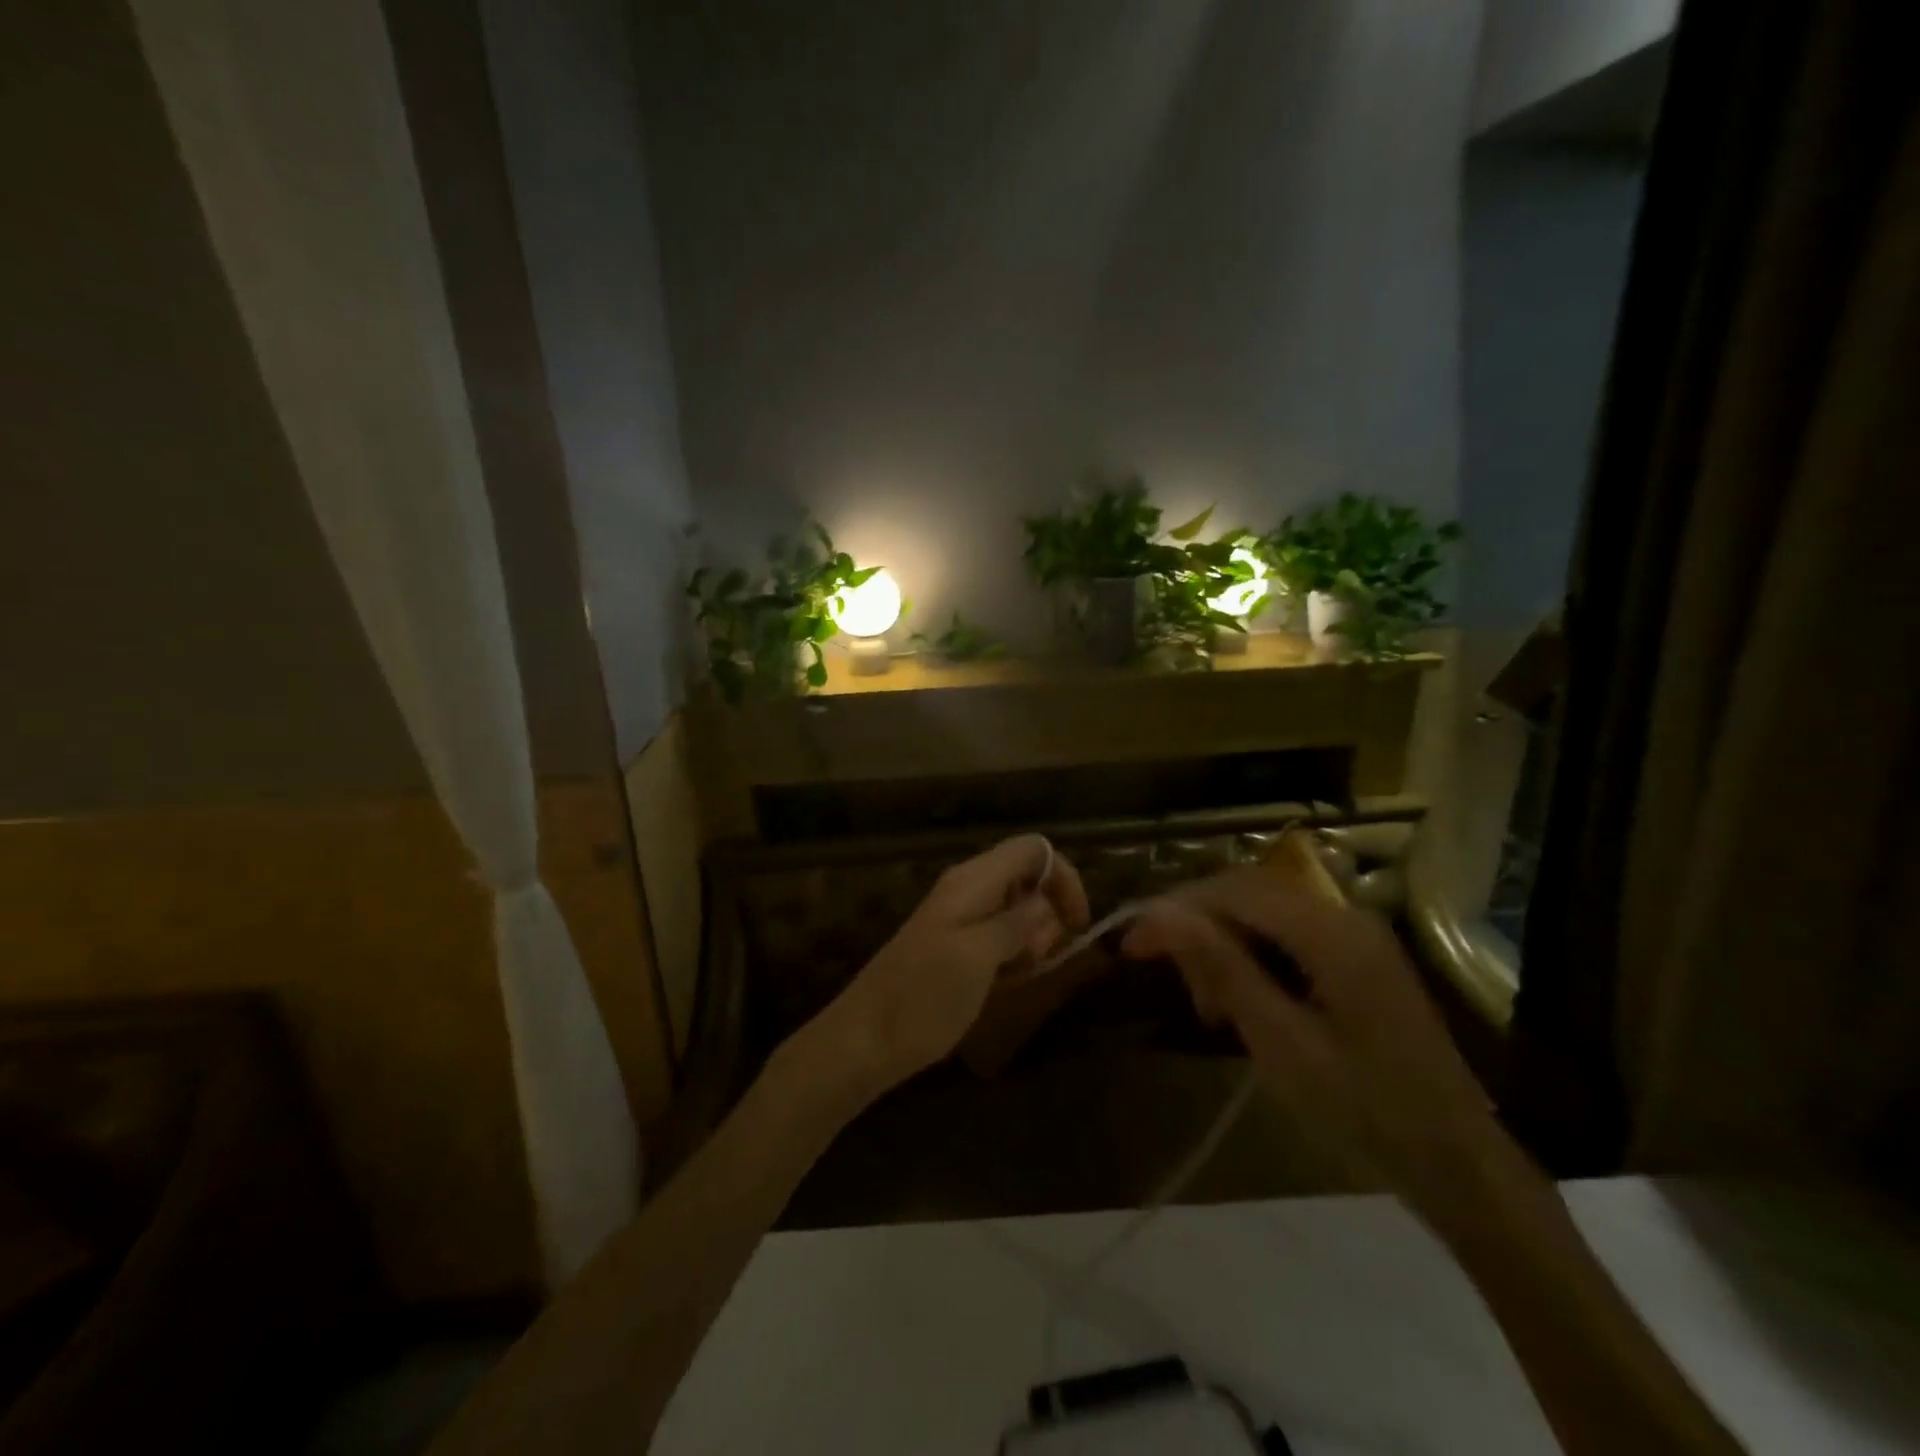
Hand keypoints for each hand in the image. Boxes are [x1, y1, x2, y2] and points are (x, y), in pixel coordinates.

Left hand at [806, 835, 1090, 1098]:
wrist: (865, 1040)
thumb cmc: (924, 996)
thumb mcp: (978, 957)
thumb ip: (1016, 923)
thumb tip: (1046, 902)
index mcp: (972, 881)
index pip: (1033, 849)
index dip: (1064, 877)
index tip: (1078, 923)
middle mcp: (967, 889)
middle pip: (1027, 876)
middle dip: (1048, 911)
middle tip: (1040, 956)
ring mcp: (958, 917)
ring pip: (1016, 908)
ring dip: (1032, 935)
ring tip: (1020, 972)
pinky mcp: (954, 945)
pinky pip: (998, 934)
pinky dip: (1013, 951)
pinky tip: (1006, 980)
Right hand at [1120, 867, 1501, 1215]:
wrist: (1458, 1164)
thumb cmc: (1365, 1110)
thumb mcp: (1280, 1041)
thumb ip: (1221, 967)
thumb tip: (1162, 913)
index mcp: (1330, 931)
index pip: (1231, 891)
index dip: (1174, 910)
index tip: (1130, 944)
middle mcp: (1343, 915)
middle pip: (1246, 894)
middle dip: (1198, 928)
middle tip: (1176, 985)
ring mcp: (1355, 935)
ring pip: (1263, 914)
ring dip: (1223, 945)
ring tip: (1208, 1006)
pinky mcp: (1357, 959)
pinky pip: (1287, 937)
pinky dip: (1252, 959)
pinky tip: (1242, 1001)